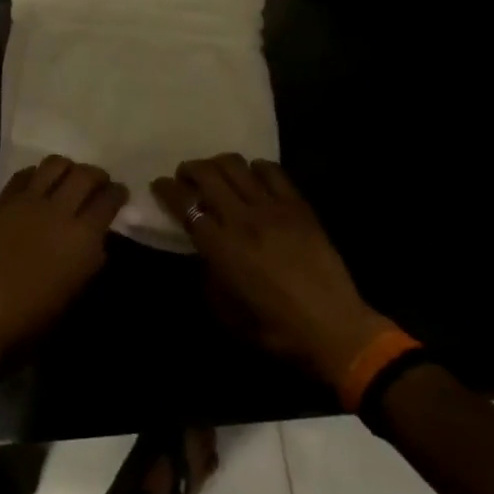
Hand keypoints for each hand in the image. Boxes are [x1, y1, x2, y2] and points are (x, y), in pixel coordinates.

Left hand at [0, 156, 127, 379]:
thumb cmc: (35, 315)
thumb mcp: (76, 291)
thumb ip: (91, 257)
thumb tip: (96, 237)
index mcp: (82, 236)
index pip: (108, 200)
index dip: (118, 192)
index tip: (119, 192)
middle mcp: (58, 210)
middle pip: (84, 174)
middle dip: (97, 175)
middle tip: (98, 183)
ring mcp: (27, 201)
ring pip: (55, 164)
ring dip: (68, 168)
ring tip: (68, 178)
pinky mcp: (3, 201)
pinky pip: (24, 175)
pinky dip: (37, 175)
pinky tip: (38, 186)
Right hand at [154, 155, 391, 385]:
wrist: (334, 328)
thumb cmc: (275, 329)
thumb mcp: (226, 312)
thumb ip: (207, 275)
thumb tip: (201, 252)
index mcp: (221, 247)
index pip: (184, 203)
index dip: (166, 189)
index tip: (159, 185)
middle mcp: (242, 218)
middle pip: (206, 173)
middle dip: (188, 169)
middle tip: (185, 177)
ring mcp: (272, 207)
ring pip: (236, 165)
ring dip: (218, 164)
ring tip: (216, 174)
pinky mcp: (298, 205)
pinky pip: (271, 171)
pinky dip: (255, 168)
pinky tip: (253, 178)